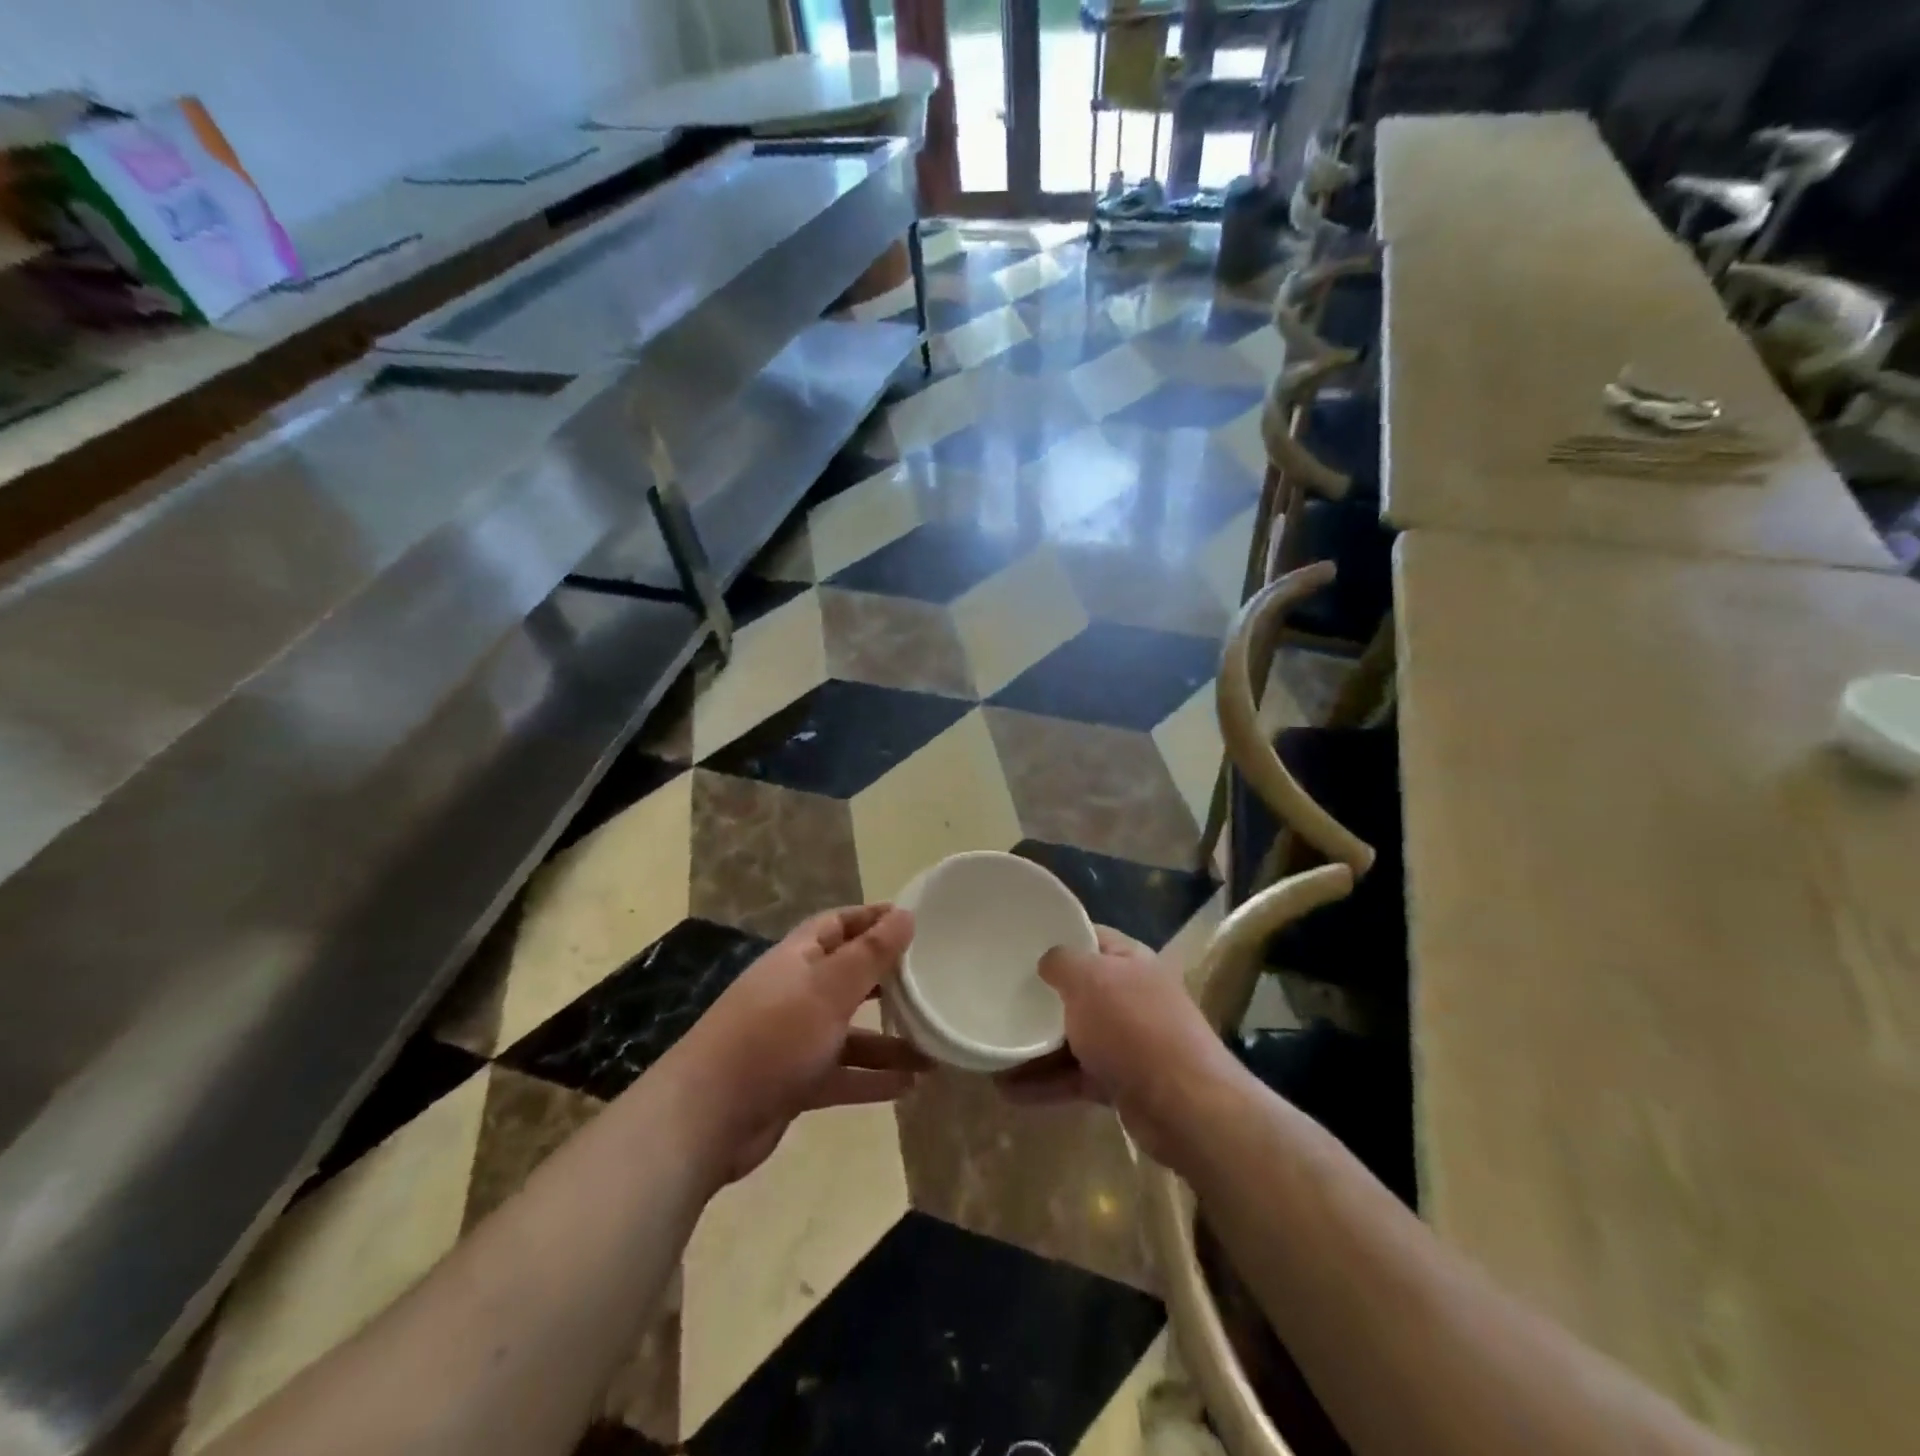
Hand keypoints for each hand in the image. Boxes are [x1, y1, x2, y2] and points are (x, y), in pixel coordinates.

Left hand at [670, 905, 925, 1183]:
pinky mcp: (795, 1082)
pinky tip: (910, 1086)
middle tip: (931, 983)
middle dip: (887, 980)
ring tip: (934, 1048)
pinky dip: (872, 1078)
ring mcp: (794, 1040)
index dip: (873, 919)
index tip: (913, 921)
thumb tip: (905, 913)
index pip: (838, 924)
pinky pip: (843, 1074)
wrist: (706, 1118)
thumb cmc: (773, 1036)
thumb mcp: (828, 989)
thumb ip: (870, 954)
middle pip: (848, 978)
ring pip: (850, 1032)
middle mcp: (796, 993)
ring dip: (888, 1040)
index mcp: (798, 959)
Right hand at [996, 927, 1238, 1170]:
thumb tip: (1047, 962)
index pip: (1088, 936)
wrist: (1185, 1106)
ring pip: (1073, 1036)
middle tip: (998, 997)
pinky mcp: (1121, 1081)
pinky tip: (1009, 1090)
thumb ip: (1061, 961)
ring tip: (993, 1052)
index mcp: (1129, 960)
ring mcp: (1128, 1040)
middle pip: (1078, 989)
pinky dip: (1046, 1082)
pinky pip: (1075, 1075)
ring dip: (1035, 1046)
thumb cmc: (1133, 1027)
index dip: (1055, 935)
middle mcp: (1131, 995)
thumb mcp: (1089, 980)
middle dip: (1040, 997)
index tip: (1017, 943)